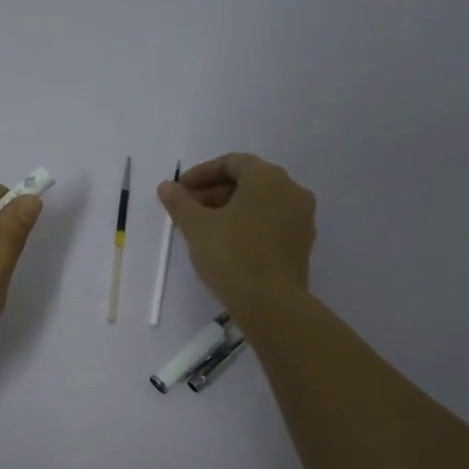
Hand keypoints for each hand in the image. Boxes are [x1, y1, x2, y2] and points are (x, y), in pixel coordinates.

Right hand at [158, 153, 315, 312]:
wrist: (272, 305)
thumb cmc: (232, 256)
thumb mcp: (197, 227)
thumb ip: (180, 202)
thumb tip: (167, 186)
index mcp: (268, 178)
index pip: (232, 162)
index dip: (202, 173)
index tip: (180, 190)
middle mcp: (291, 190)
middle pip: (247, 182)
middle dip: (213, 192)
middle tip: (187, 210)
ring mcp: (301, 218)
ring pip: (259, 203)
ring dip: (229, 209)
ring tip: (202, 229)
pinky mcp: (301, 243)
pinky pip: (270, 222)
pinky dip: (247, 225)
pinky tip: (226, 244)